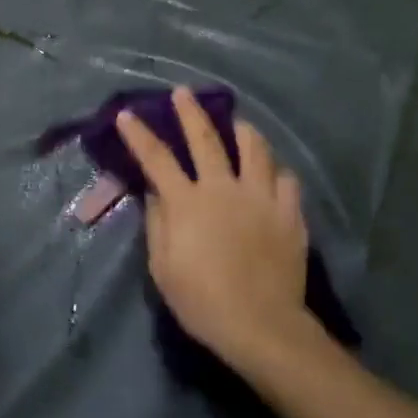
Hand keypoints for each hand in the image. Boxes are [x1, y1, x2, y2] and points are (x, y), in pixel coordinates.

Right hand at [117, 88, 320, 380]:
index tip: (127, 114)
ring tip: (238, 124)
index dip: (139, 135)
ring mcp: (261, 197)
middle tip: (184, 93)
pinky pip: (286, 180)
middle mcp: (223, 188)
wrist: (260, 324)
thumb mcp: (162, 267)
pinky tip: (272, 173)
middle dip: (191, 112)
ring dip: (243, 131)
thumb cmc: (201, 300)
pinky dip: (276, 172)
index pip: (157, 159)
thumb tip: (155, 193)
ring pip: (255, 149)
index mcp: (187, 202)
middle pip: (206, 139)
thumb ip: (157, 223)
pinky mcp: (289, 213)